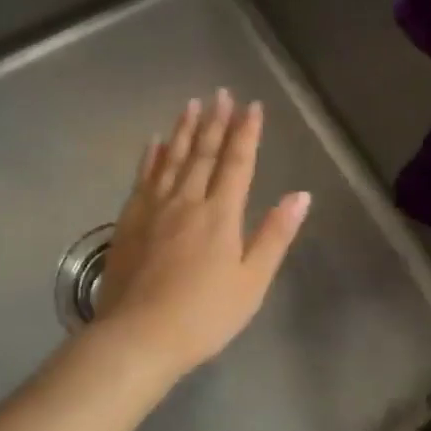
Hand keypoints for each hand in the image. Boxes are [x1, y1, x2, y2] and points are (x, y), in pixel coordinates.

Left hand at [93, 90, 311, 380]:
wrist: (138, 337)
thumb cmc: (204, 316)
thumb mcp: (251, 282)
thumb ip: (274, 235)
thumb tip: (301, 195)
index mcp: (220, 215)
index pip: (237, 163)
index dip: (246, 133)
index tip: (252, 106)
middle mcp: (187, 201)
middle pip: (203, 153)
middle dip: (215, 121)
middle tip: (221, 93)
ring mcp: (154, 209)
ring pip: (172, 159)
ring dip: (184, 130)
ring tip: (191, 104)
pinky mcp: (129, 221)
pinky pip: (143, 178)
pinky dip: (151, 157)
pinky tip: (154, 142)